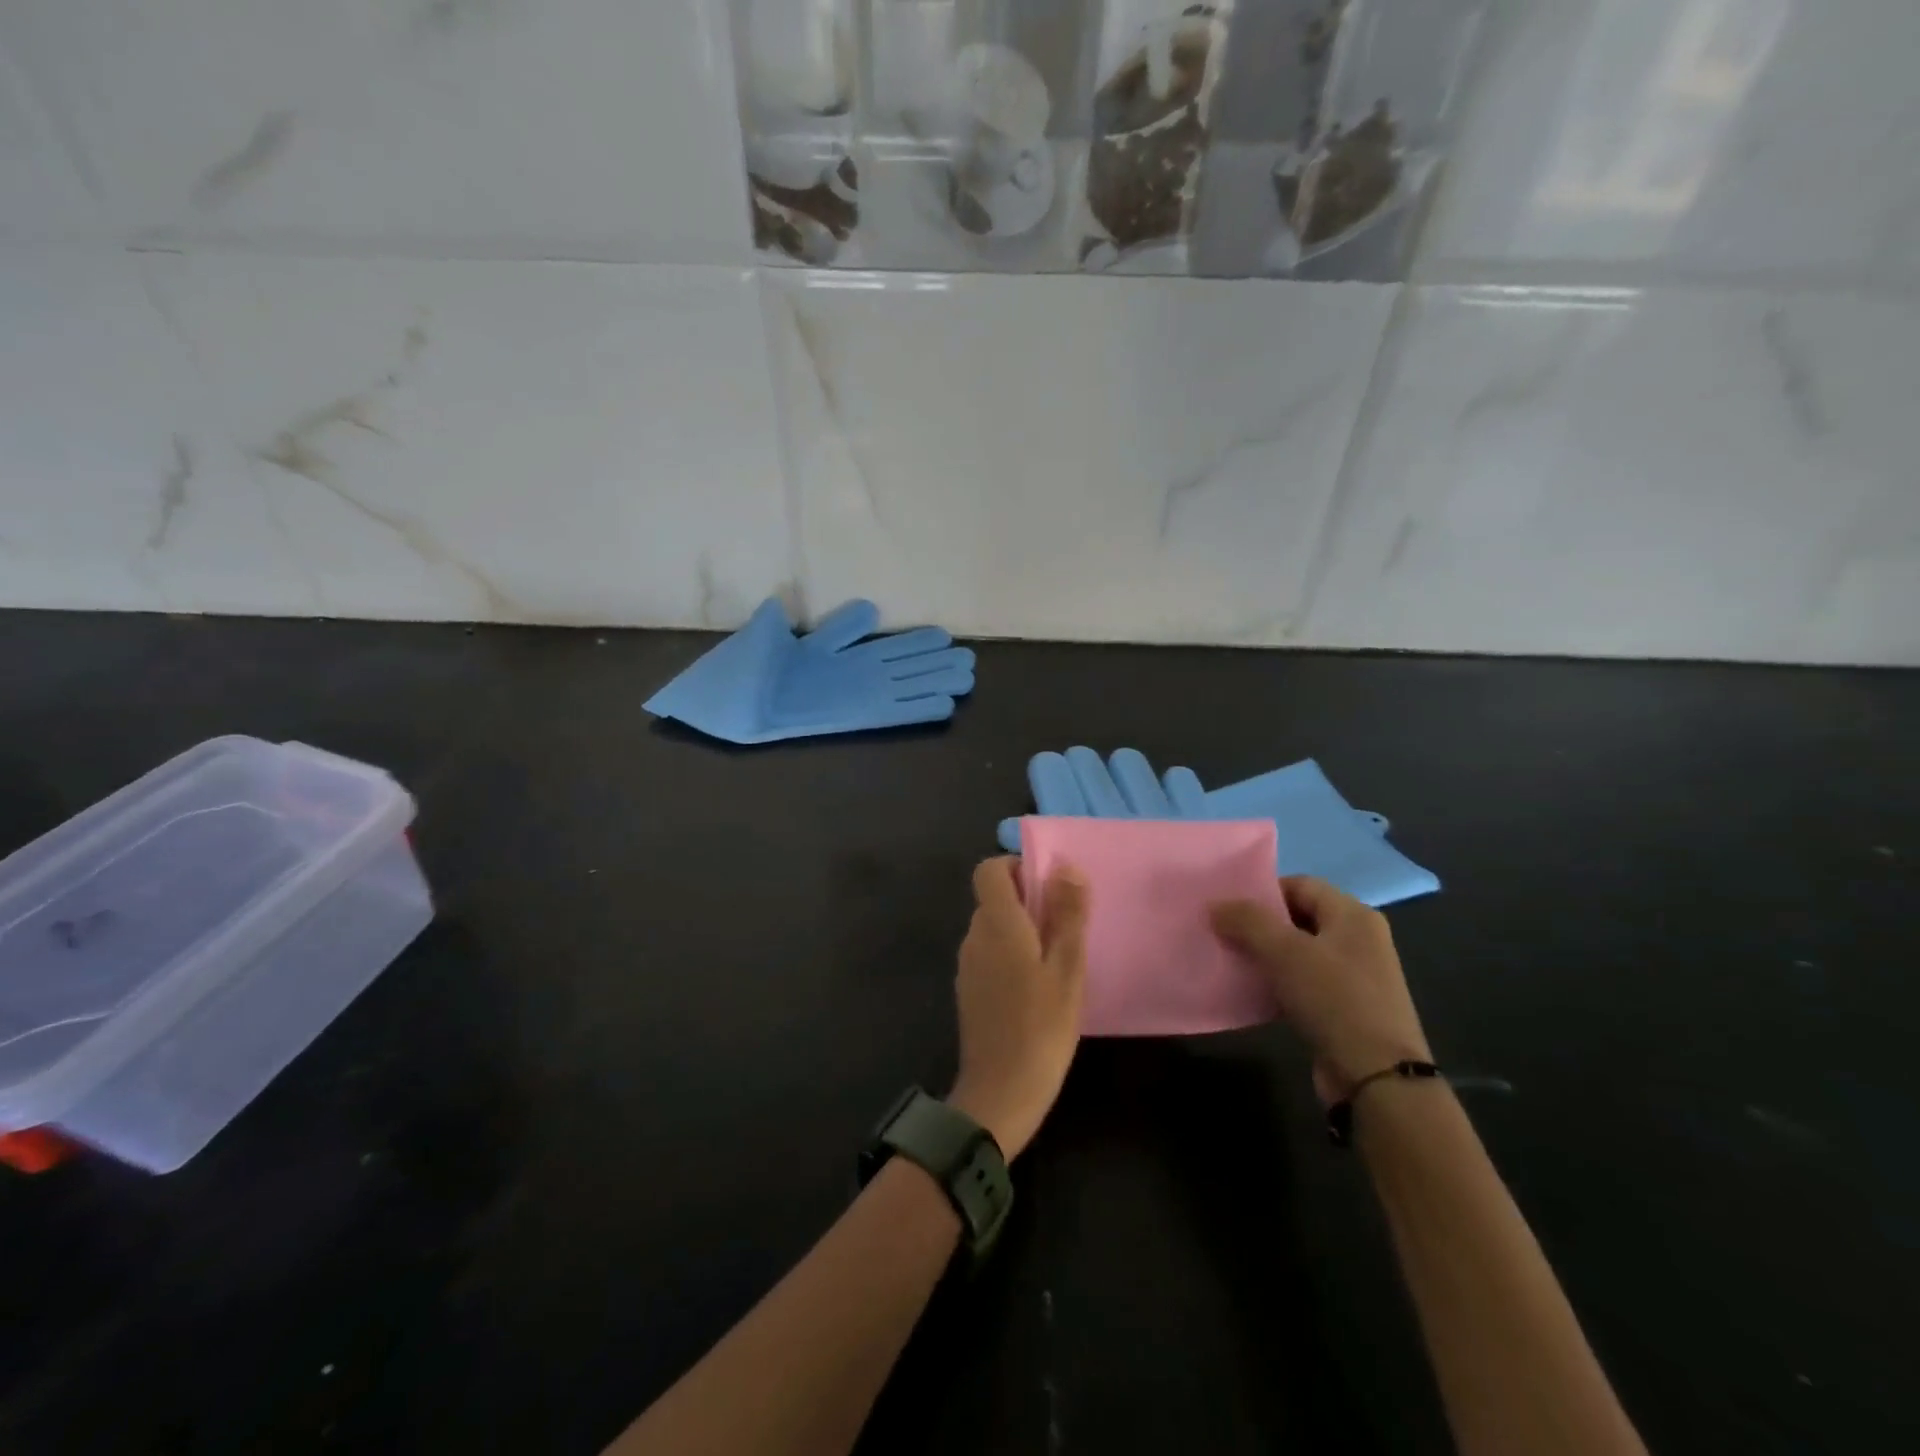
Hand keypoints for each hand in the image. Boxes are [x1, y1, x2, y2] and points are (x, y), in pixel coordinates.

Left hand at [947, 857, 1090, 1158]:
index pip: (989, 870)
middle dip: (1028, 901)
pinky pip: (989, 954)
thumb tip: (1065, 866)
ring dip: (1022, 931)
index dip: (1016, 867)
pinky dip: (1011, 955)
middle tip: (1066, 928)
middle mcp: (974, 936)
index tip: (1047, 887)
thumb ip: (1067, 914)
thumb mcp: (1067, 968)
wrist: (1001, 1092)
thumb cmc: (1041, 1027)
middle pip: (993, 899)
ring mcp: (967, 965)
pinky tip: (1037, 988)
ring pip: (993, 928)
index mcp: (996, 924)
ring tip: (1057, 961)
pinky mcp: (968, 990)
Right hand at [1211, 875, 1431, 1103]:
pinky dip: (1278, 984)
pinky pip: (1304, 983)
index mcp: (1353, 915)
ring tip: (1232, 962)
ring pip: (1299, 953)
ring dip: (1266, 956)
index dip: (1263, 892)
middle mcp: (1359, 940)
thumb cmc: (1334, 1000)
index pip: (1300, 885)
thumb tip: (1215, 905)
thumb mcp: (1285, 952)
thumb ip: (1247, 921)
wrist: (1377, 1078)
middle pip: (1299, 917)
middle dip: (1260, 925)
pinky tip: (1253, 993)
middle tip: (1224, 934)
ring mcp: (1355, 976)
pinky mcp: (1346, 1009)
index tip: (1229, 909)